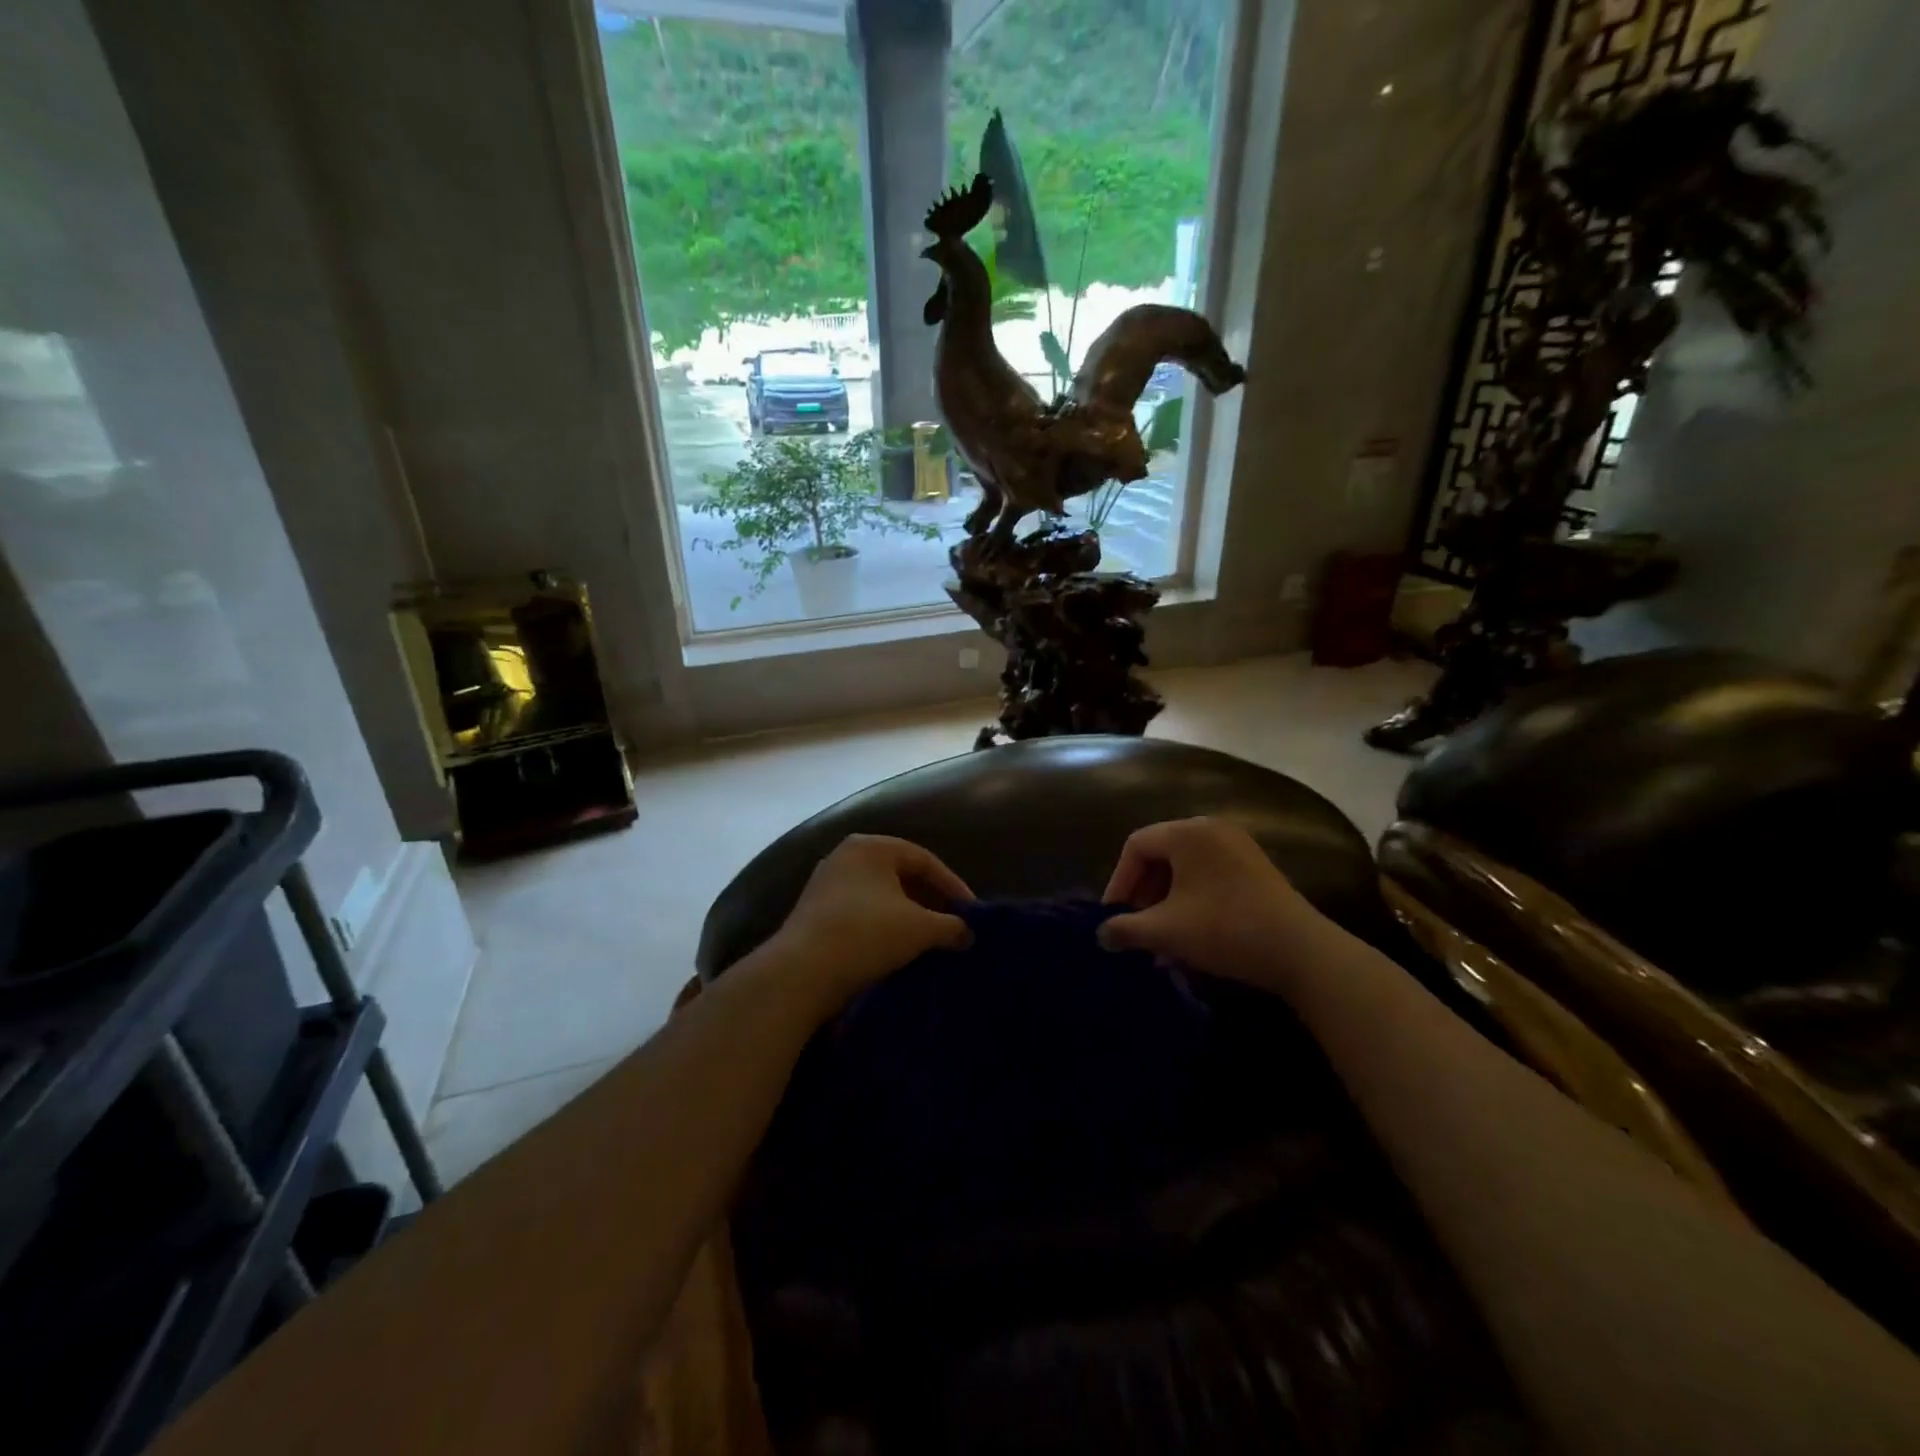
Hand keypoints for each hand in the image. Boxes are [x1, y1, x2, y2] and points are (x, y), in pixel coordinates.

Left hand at [771, 834, 974, 1005]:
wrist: (801, 972)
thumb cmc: (867, 934)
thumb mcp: (920, 929)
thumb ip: (951, 926)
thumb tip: (968, 934)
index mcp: (871, 846)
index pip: (924, 859)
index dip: (952, 885)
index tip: (971, 912)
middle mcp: (846, 855)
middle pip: (900, 874)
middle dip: (929, 900)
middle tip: (951, 924)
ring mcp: (826, 883)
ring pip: (879, 895)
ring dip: (906, 915)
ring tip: (927, 939)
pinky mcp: (813, 912)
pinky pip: (860, 911)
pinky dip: (882, 925)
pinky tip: (894, 948)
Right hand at [1099, 817, 1321, 991]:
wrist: (1302, 952)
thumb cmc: (1225, 929)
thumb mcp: (1166, 931)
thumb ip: (1125, 929)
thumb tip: (1101, 935)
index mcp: (1187, 833)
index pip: (1136, 846)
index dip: (1118, 882)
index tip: (1114, 916)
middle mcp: (1211, 829)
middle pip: (1160, 854)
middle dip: (1143, 893)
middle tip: (1137, 926)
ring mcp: (1238, 846)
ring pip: (1184, 868)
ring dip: (1166, 901)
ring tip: (1162, 938)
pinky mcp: (1255, 867)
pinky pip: (1208, 874)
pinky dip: (1191, 899)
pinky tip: (1190, 933)